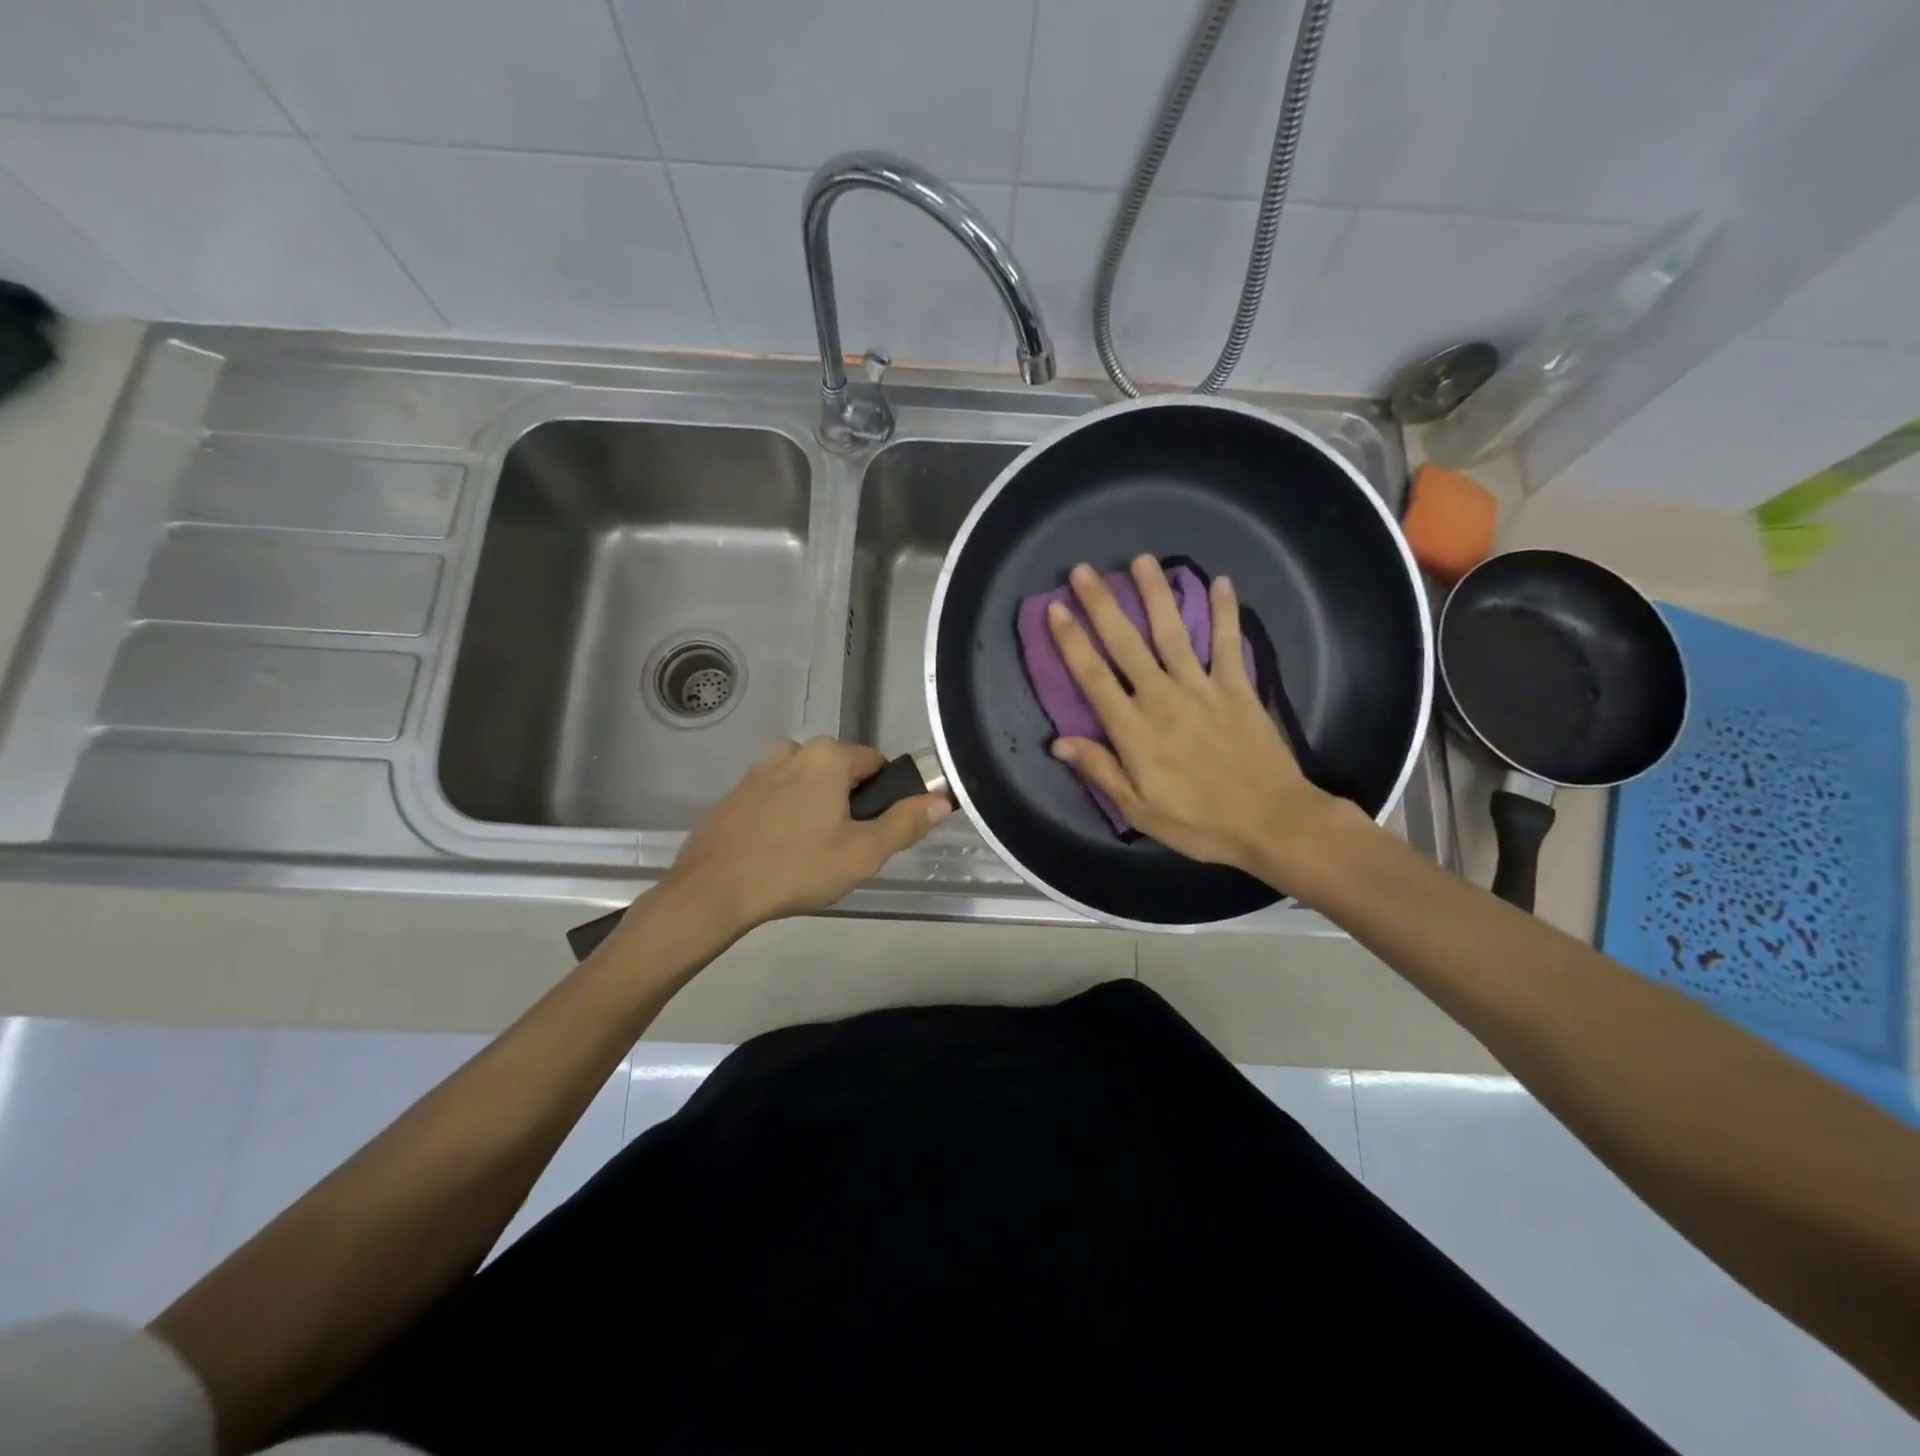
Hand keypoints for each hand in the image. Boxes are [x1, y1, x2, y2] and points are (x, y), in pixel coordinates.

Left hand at [661, 737, 949, 930]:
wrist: (712, 891)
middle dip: (849, 805)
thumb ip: (906, 823)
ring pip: (808, 785)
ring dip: (817, 810)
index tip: (872, 834)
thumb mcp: (863, 853)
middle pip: (841, 773)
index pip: (876, 764)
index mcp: (827, 755)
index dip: (883, 799)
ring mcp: (759, 770)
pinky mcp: (736, 793)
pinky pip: (778, 798)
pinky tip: (779, 853)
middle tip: (843, 850)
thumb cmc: (796, 867)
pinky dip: (786, 817)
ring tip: (809, 856)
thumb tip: (941, 800)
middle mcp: (793, 750)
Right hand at [1045, 556, 1350, 883]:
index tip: (1056, 609)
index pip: (1093, 677)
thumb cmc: (1199, 822)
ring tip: (1140, 560)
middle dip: (1102, 604)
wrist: (1271, 821)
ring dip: (1155, 594)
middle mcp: (1162, 697)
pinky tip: (1220, 582)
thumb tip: (1058, 742)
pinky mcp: (1237, 687)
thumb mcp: (1139, 809)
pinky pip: (1228, 643)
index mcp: (1134, 730)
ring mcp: (1202, 688)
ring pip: (1172, 632)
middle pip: (1126, 643)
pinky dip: (1224, 612)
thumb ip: (1100, 771)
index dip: (1072, 641)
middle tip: (1083, 571)